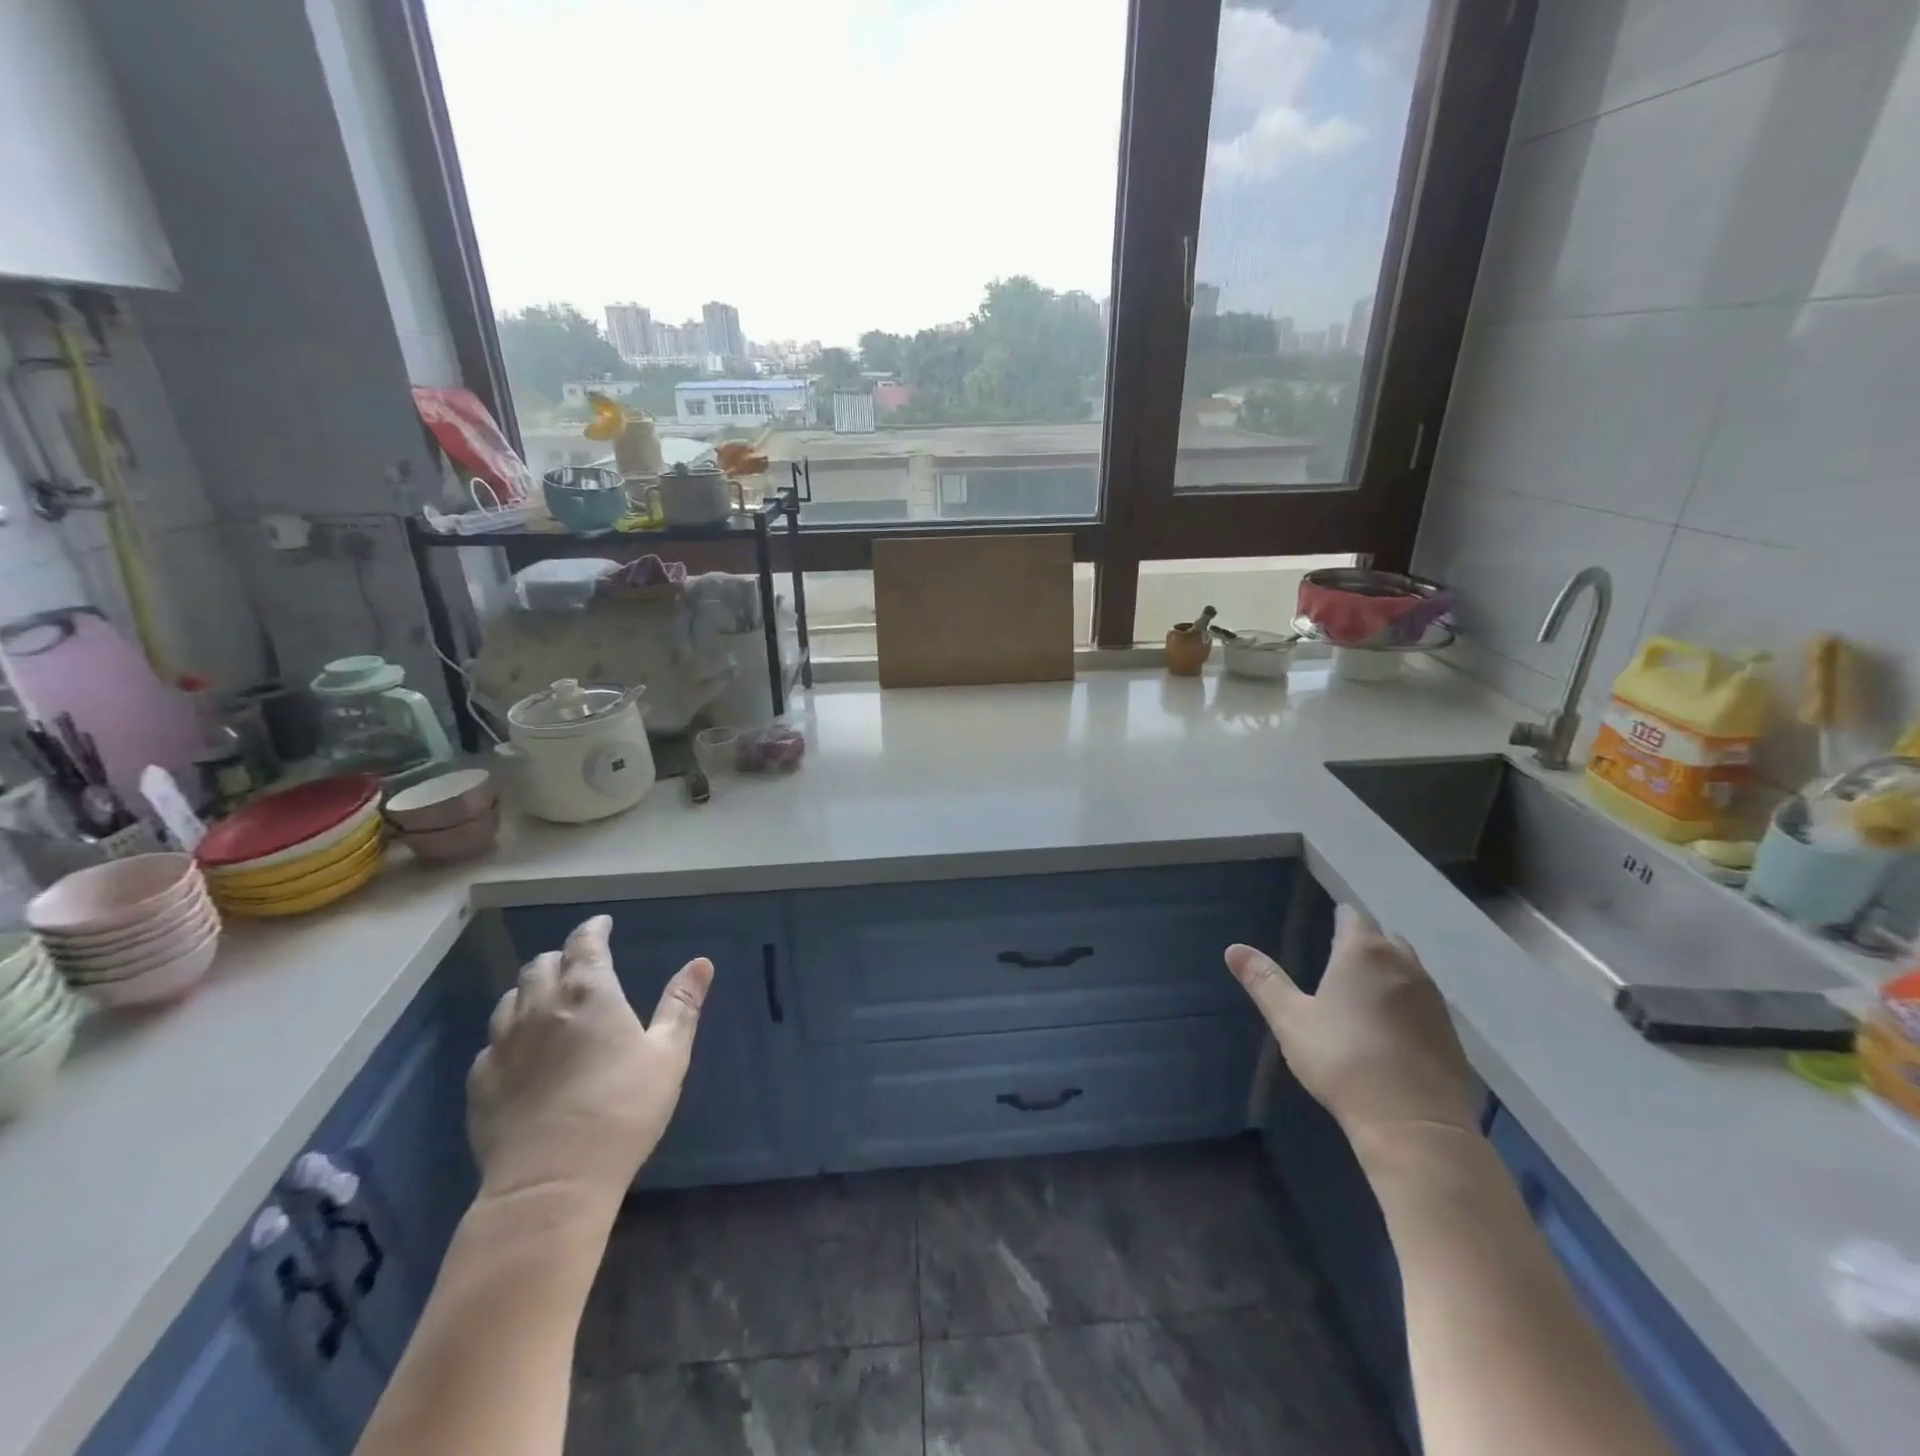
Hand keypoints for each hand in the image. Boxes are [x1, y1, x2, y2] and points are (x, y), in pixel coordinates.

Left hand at [468, 915, 711, 1205]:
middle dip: (561, 957)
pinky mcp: (481, 1081)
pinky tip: (522, 1051)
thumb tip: (700, 962)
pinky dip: (510, 1033)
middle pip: (541, 964)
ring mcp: (504, 1044)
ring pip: (510, 998)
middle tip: (579, 964)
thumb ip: (681, 1005)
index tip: (603, 924)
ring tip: (548, 1000)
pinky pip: (492, 1041)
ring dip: (531, 989)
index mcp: (589, 992)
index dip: (594, 929)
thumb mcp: (668, 1054)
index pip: (584, 943)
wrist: (551, 1183)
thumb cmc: (622, 1110)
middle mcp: (540, 1006)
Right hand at [1225, 904, 1479, 1145]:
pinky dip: (1407, 1004)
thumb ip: (1264, 980)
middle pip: (1386, 938)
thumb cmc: (1342, 1060)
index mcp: (1362, 953)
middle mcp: (1403, 965)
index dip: (1339, 920)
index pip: (1353, 917)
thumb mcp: (1290, 1019)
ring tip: (1364, 994)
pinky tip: (1391, 1030)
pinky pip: (1425, 1002)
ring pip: (1409, 969)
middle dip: (1366, 943)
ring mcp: (1433, 1000)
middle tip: (1340, 962)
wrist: (1414, 1124)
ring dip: (1389, 973)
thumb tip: (1233, 948)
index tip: (1328, 930)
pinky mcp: (1451, 1034)